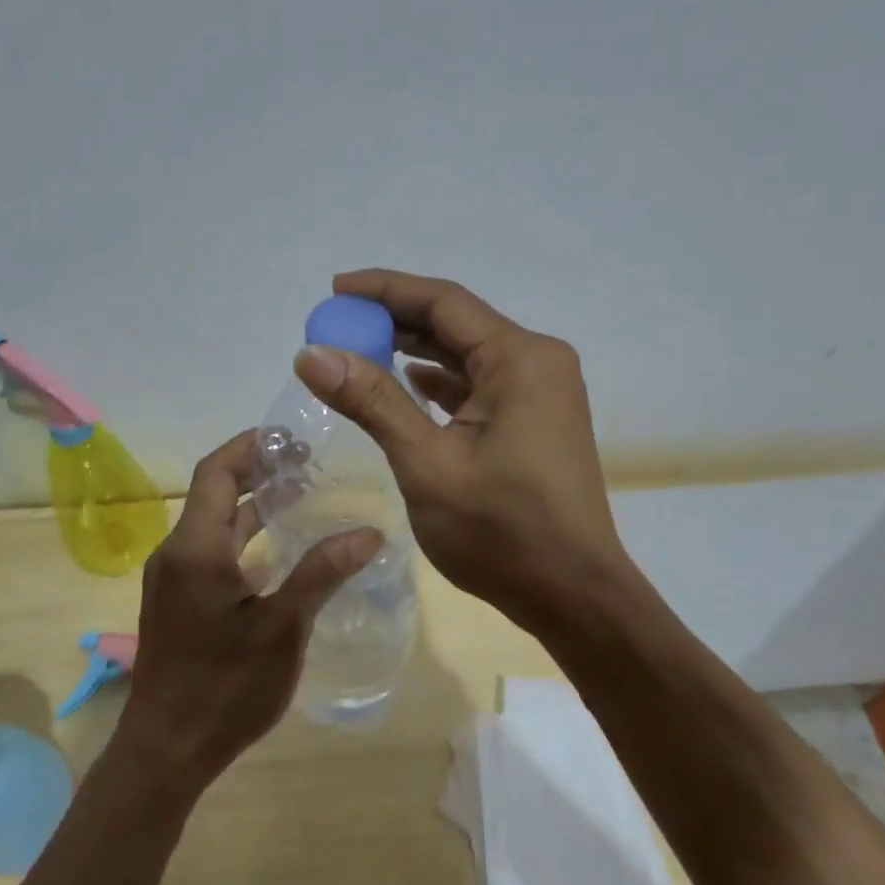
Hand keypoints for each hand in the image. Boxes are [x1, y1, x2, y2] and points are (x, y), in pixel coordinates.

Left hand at [111, 431, 382, 793]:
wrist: (166, 750)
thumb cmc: (224, 687)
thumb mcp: (282, 628)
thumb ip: (322, 573)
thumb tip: (369, 531)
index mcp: (195, 547)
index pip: (217, 471)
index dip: (252, 445)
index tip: (294, 437)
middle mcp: (176, 552)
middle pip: (215, 492)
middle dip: (258, 471)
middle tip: (310, 465)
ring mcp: (173, 579)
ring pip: (214, 524)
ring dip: (253, 506)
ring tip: (303, 497)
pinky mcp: (178, 602)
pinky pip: (211, 552)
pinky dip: (244, 539)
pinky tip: (280, 552)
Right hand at [292, 269, 629, 631]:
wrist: (572, 594)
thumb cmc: (500, 531)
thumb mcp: (427, 463)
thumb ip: (372, 402)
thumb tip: (312, 354)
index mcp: (520, 359)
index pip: (443, 302)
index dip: (384, 290)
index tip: (335, 291)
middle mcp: (537, 362)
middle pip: (456, 324)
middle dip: (394, 321)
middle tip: (337, 326)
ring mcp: (541, 393)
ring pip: (467, 355)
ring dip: (414, 351)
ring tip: (358, 351)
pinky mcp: (536, 421)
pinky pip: (480, 385)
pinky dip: (439, 383)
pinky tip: (407, 385)